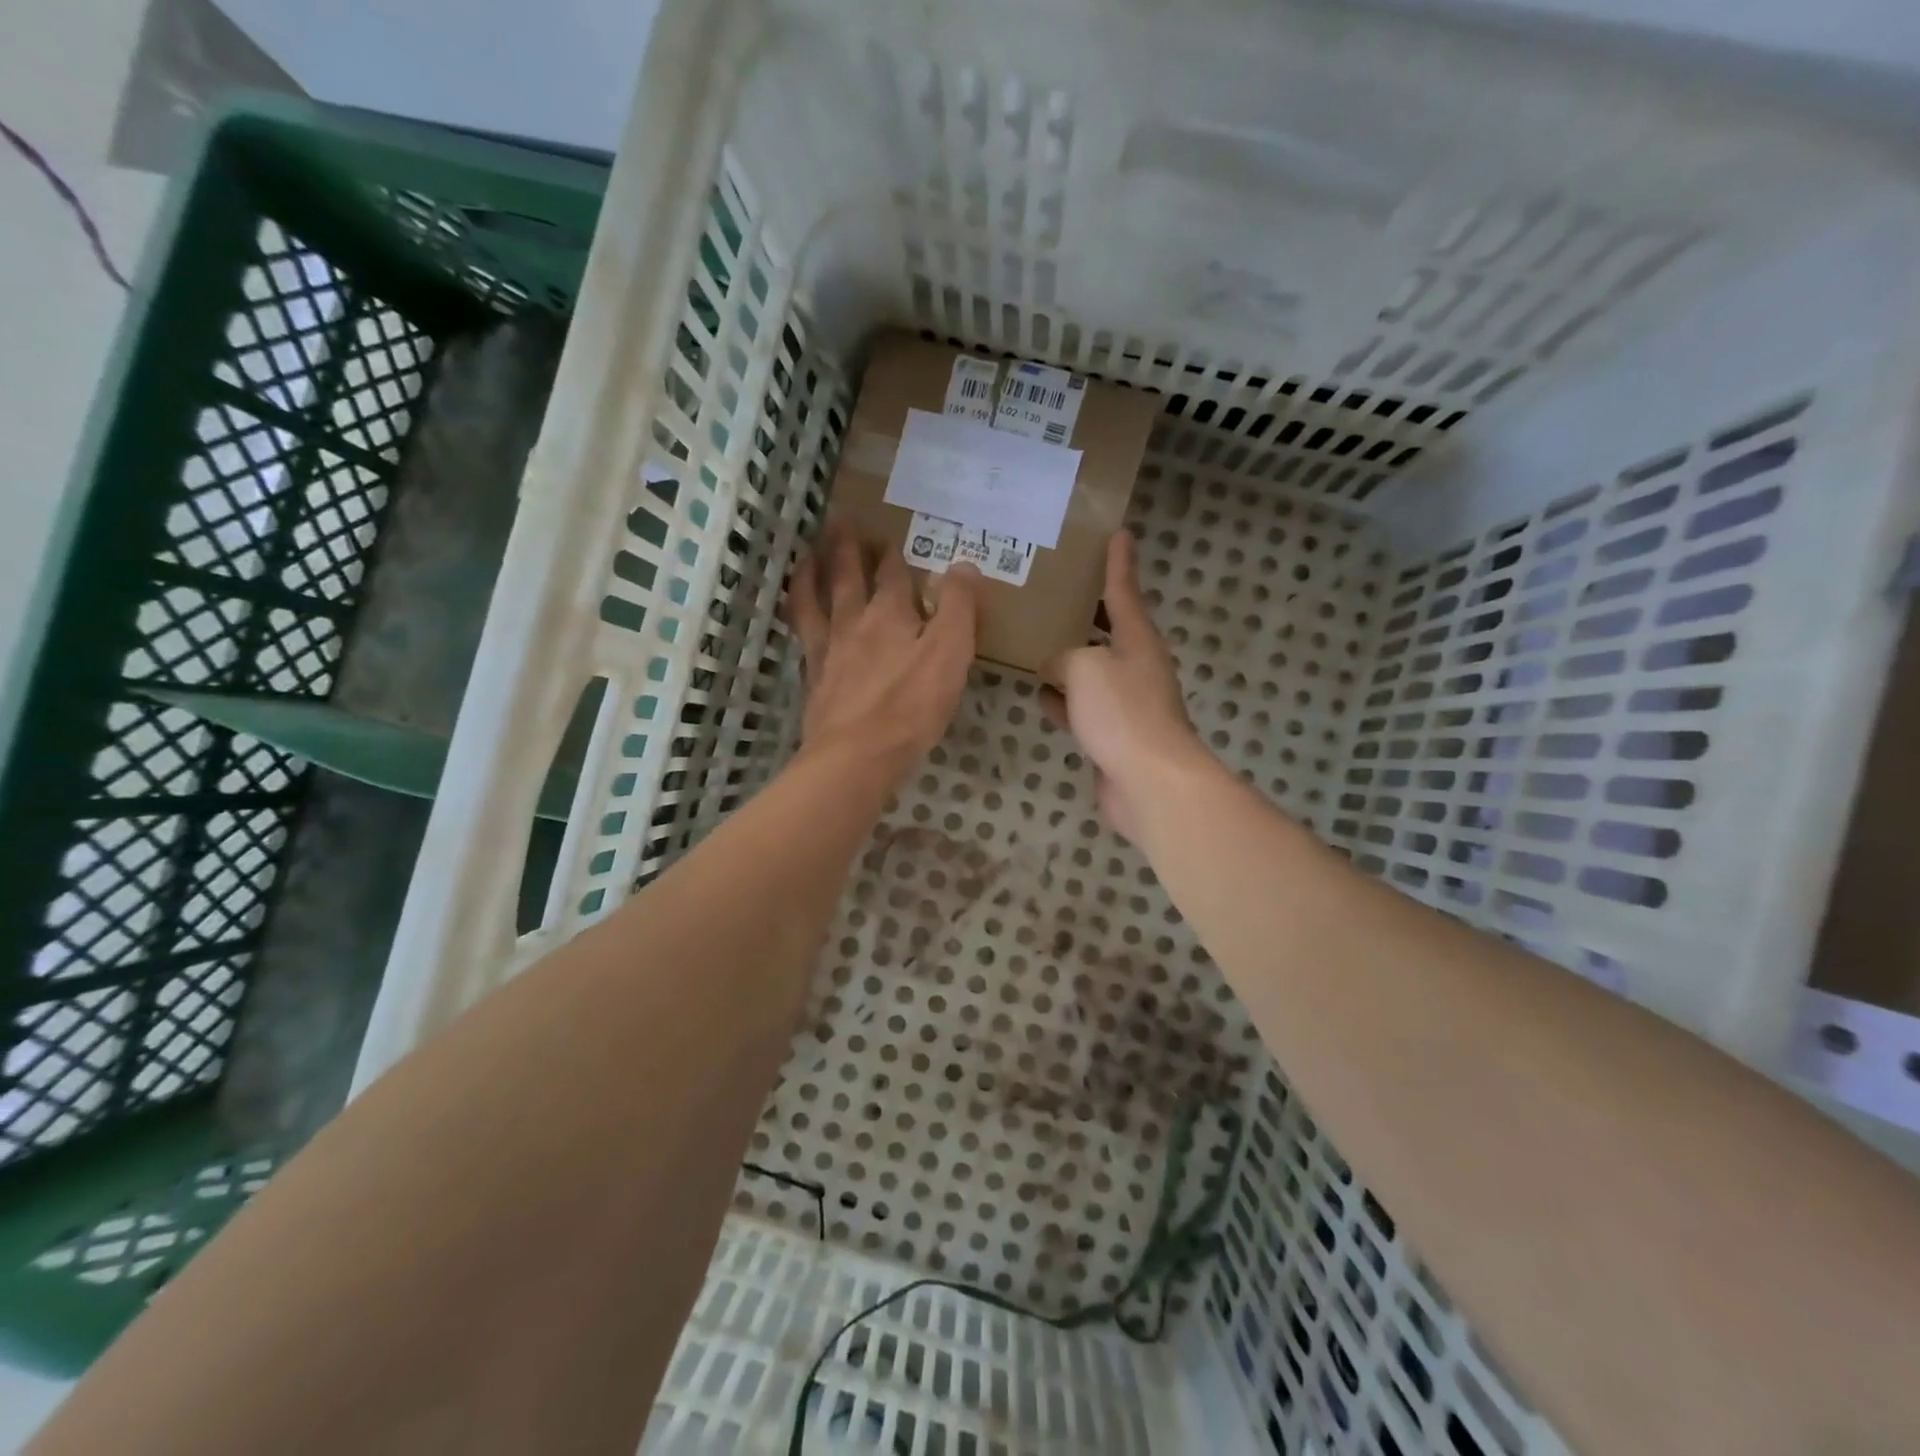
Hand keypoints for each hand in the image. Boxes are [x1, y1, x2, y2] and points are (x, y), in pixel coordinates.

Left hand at [784, 523, 979, 779]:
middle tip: (839, 522)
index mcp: (891, 614)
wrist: (856, 755)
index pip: (893, 574)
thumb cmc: (911, 705)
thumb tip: (964, 564)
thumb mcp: (951, 653)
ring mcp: (828, 650)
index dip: (894, 554)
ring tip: (807, 556)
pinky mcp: (814, 679)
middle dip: (847, 548)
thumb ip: (960, 607)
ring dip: (812, 573)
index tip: (892, 537)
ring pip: (816, 600)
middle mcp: (854, 623)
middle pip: (848, 577)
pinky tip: (799, 616)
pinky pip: (802, 635)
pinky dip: (799, 615)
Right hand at [1043, 531, 1206, 838]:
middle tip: (1058, 592)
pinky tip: (1039, 695)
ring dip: (1069, 659)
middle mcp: (1136, 667)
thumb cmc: (1122, 712)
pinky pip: (1082, 706)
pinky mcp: (1113, 735)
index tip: (1119, 533)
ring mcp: (1126, 703)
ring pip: (1092, 671)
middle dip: (1088, 612)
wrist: (1149, 781)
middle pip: (1110, 631)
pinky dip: (1062, 699)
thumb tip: (1054, 670)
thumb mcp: (1085, 667)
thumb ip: (1064, 657)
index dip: (1118, 563)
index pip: (1124, 591)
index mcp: (1138, 640)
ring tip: (1036, 642)